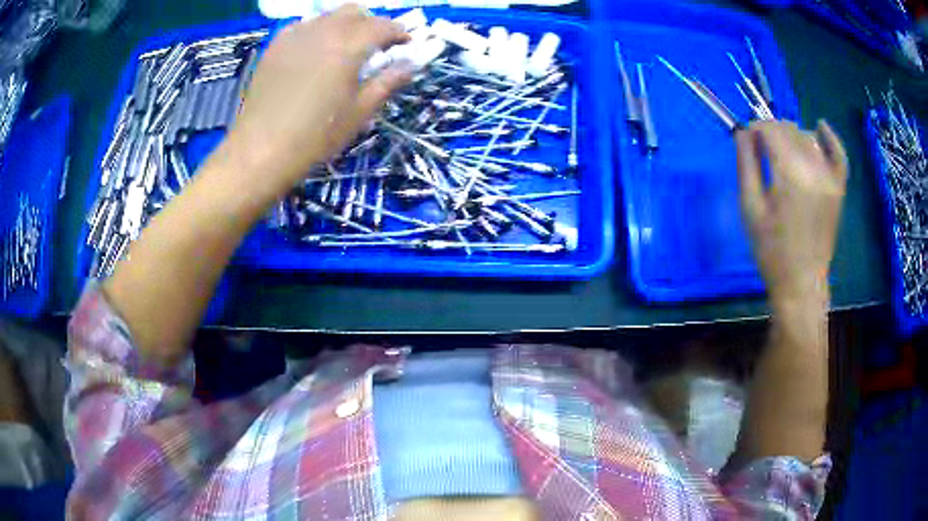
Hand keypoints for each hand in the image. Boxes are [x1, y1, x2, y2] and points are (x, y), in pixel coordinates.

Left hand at [224, 4, 411, 194]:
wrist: (261, 150)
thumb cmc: (316, 136)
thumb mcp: (359, 112)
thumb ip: (386, 83)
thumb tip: (409, 65)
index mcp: (349, 46)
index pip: (383, 26)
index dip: (399, 33)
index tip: (404, 45)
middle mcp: (324, 31)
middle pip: (355, 12)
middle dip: (370, 24)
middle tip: (373, 47)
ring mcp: (296, 35)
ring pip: (327, 16)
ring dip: (343, 25)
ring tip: (342, 49)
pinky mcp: (275, 46)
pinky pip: (301, 26)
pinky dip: (315, 31)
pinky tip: (312, 52)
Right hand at [736, 120, 847, 307]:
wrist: (801, 283)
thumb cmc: (771, 249)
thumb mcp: (750, 207)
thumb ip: (746, 164)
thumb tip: (743, 132)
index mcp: (789, 174)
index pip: (770, 130)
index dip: (755, 129)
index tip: (746, 139)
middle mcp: (813, 169)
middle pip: (789, 129)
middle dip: (772, 131)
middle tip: (761, 149)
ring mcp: (830, 178)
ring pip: (809, 137)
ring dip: (792, 136)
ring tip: (783, 153)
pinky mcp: (839, 188)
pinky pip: (838, 153)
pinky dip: (830, 137)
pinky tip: (820, 127)